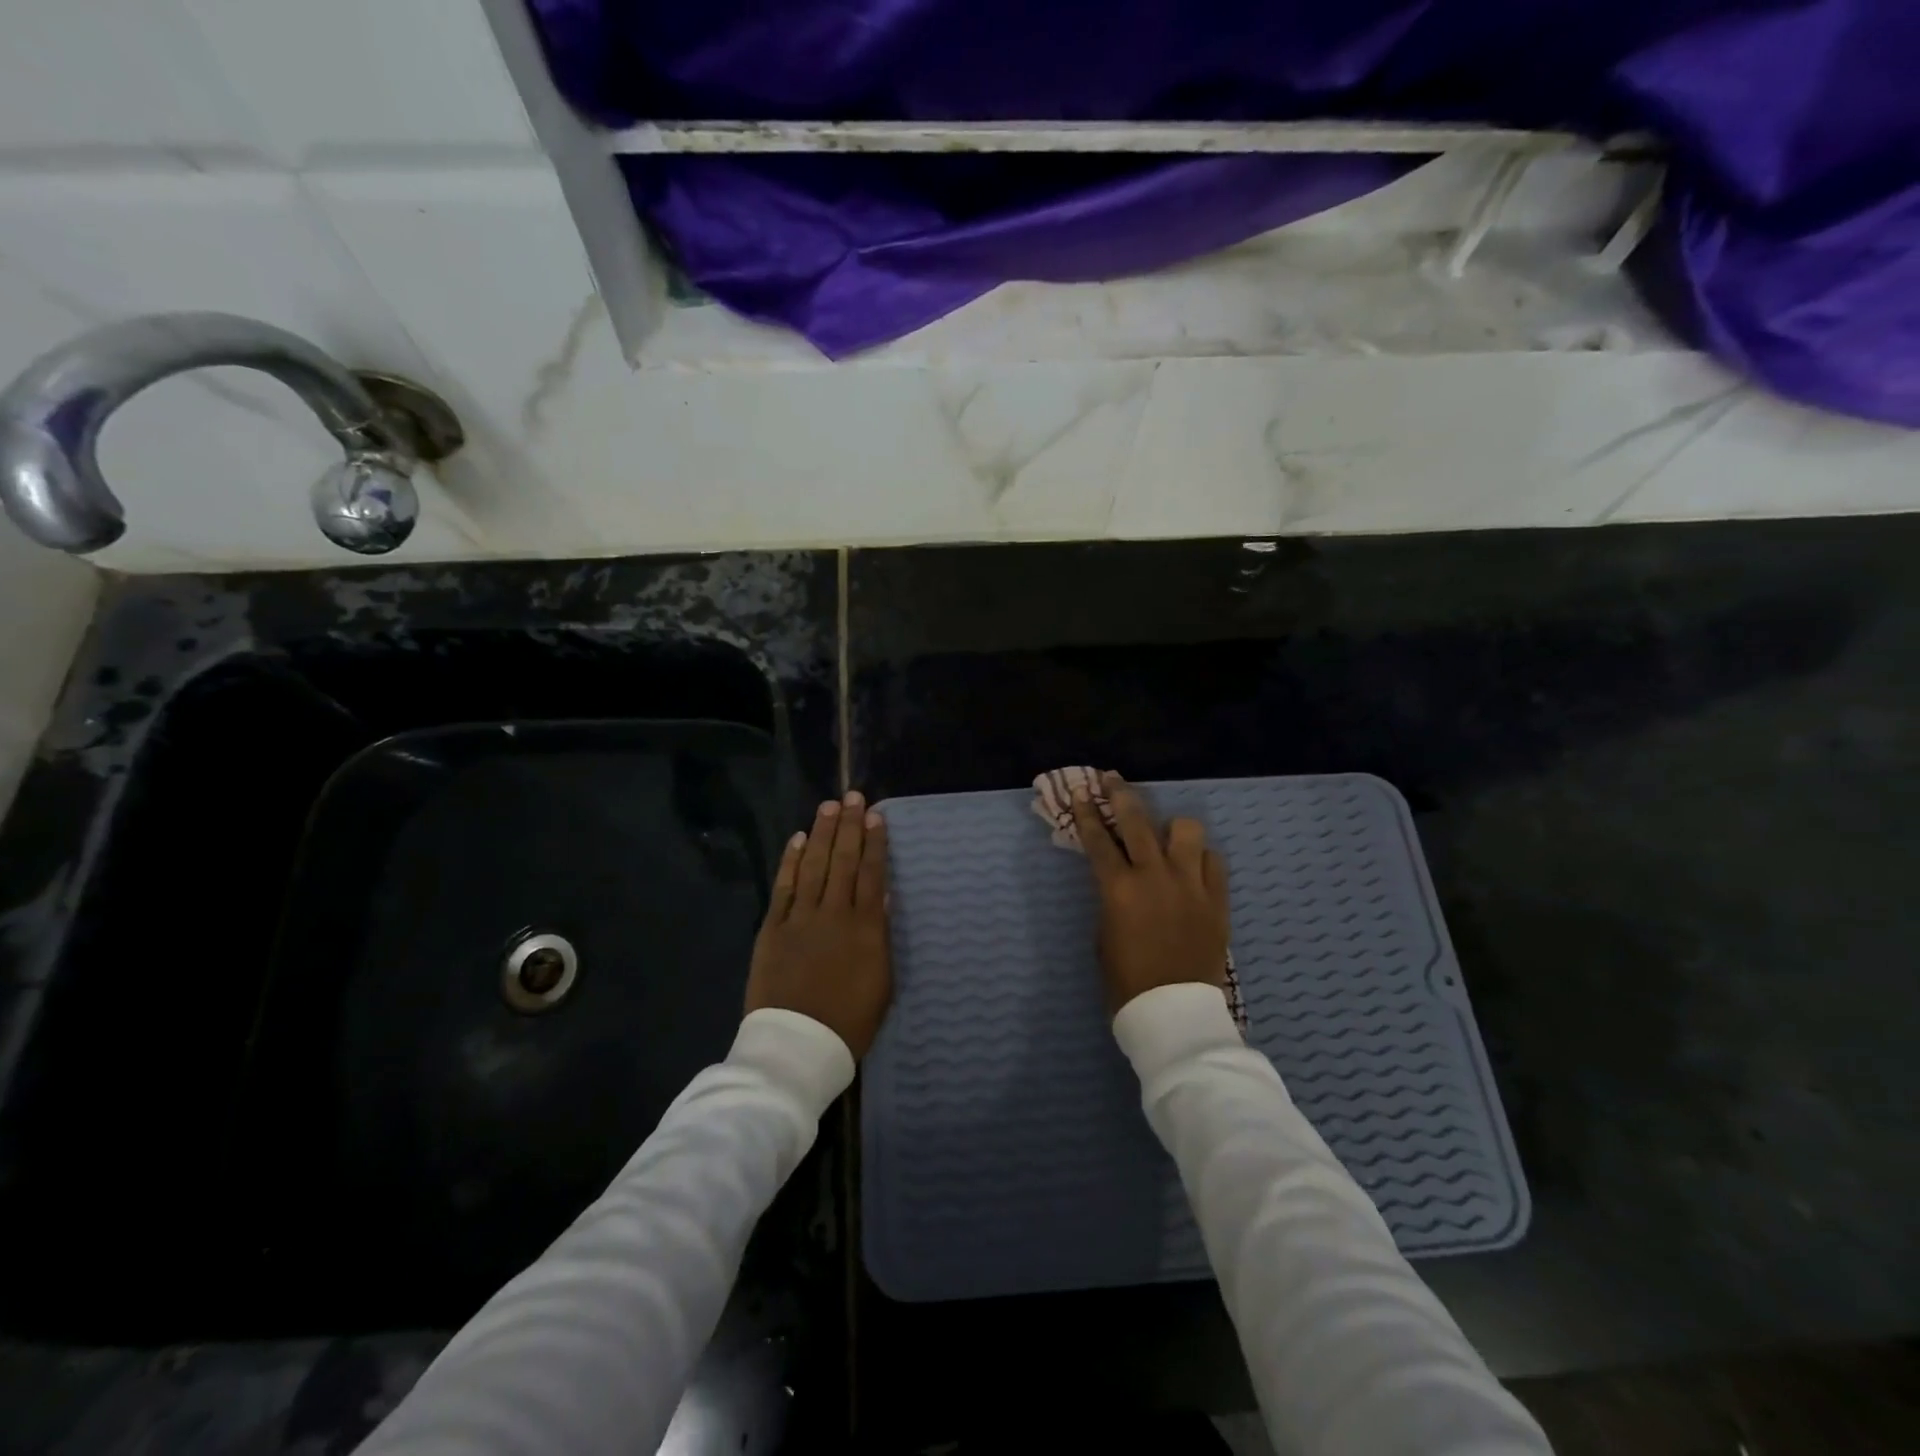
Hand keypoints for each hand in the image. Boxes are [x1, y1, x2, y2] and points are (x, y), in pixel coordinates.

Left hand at [745, 791, 892, 1057]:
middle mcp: (833, 913)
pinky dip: (791, 861)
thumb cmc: (850, 1021)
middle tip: (853, 797)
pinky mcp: (772, 928)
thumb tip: (881, 897)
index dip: (874, 842)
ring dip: (821, 833)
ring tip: (828, 807)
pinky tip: (798, 840)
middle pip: (842, 860)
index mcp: (865, 928)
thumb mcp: (882, 983)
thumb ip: (880, 936)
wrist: (798, 1046)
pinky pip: (783, 887)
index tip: (877, 816)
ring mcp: (800, 918)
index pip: (871, 873)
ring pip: (813, 865)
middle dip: (849, 826)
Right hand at [1071, 772, 1229, 1016]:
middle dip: (1121, 794)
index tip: (1080, 791)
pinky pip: (1213, 860)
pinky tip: (1192, 868)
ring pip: (1185, 830)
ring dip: (1171, 828)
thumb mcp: (1104, 934)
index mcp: (1118, 888)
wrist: (1174, 1013)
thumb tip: (1119, 879)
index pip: (1097, 839)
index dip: (1086, 812)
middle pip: (1137, 820)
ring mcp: (1190, 884)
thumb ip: (1111, 897)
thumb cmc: (1127, 980)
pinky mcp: (1217, 898)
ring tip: (1165, 836)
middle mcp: (1154, 876)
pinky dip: (1200, 858)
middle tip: (1112, 779)